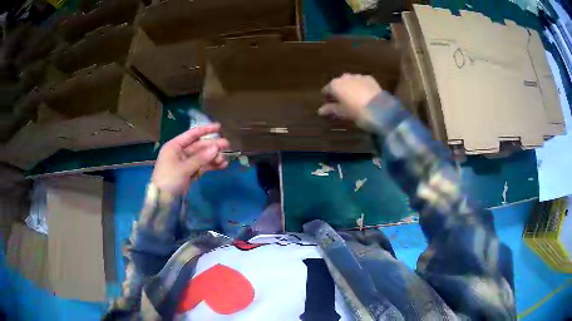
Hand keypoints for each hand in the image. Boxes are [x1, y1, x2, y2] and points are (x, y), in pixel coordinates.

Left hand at [151, 124, 229, 195]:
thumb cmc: (169, 179)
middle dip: (212, 146)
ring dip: (213, 157)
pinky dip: (210, 166)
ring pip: (201, 157)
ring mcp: (184, 163)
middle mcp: (180, 152)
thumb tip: (216, 148)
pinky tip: (221, 166)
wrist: (162, 200)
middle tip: (227, 145)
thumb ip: (200, 158)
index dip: (206, 130)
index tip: (219, 127)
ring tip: (224, 160)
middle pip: (199, 146)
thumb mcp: (184, 168)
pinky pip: (201, 166)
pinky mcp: (189, 173)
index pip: (192, 134)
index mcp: (174, 146)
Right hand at [319, 74, 381, 121]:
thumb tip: (320, 110)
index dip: (327, 98)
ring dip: (350, 88)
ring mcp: (358, 76)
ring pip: (351, 82)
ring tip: (355, 99)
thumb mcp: (341, 112)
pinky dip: (361, 87)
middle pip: (338, 84)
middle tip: (343, 103)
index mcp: (334, 85)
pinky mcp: (369, 78)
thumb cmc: (355, 111)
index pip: (326, 90)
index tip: (330, 106)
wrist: (378, 109)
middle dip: (339, 92)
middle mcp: (344, 77)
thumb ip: (330, 109)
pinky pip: (362, 82)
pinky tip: (365, 96)